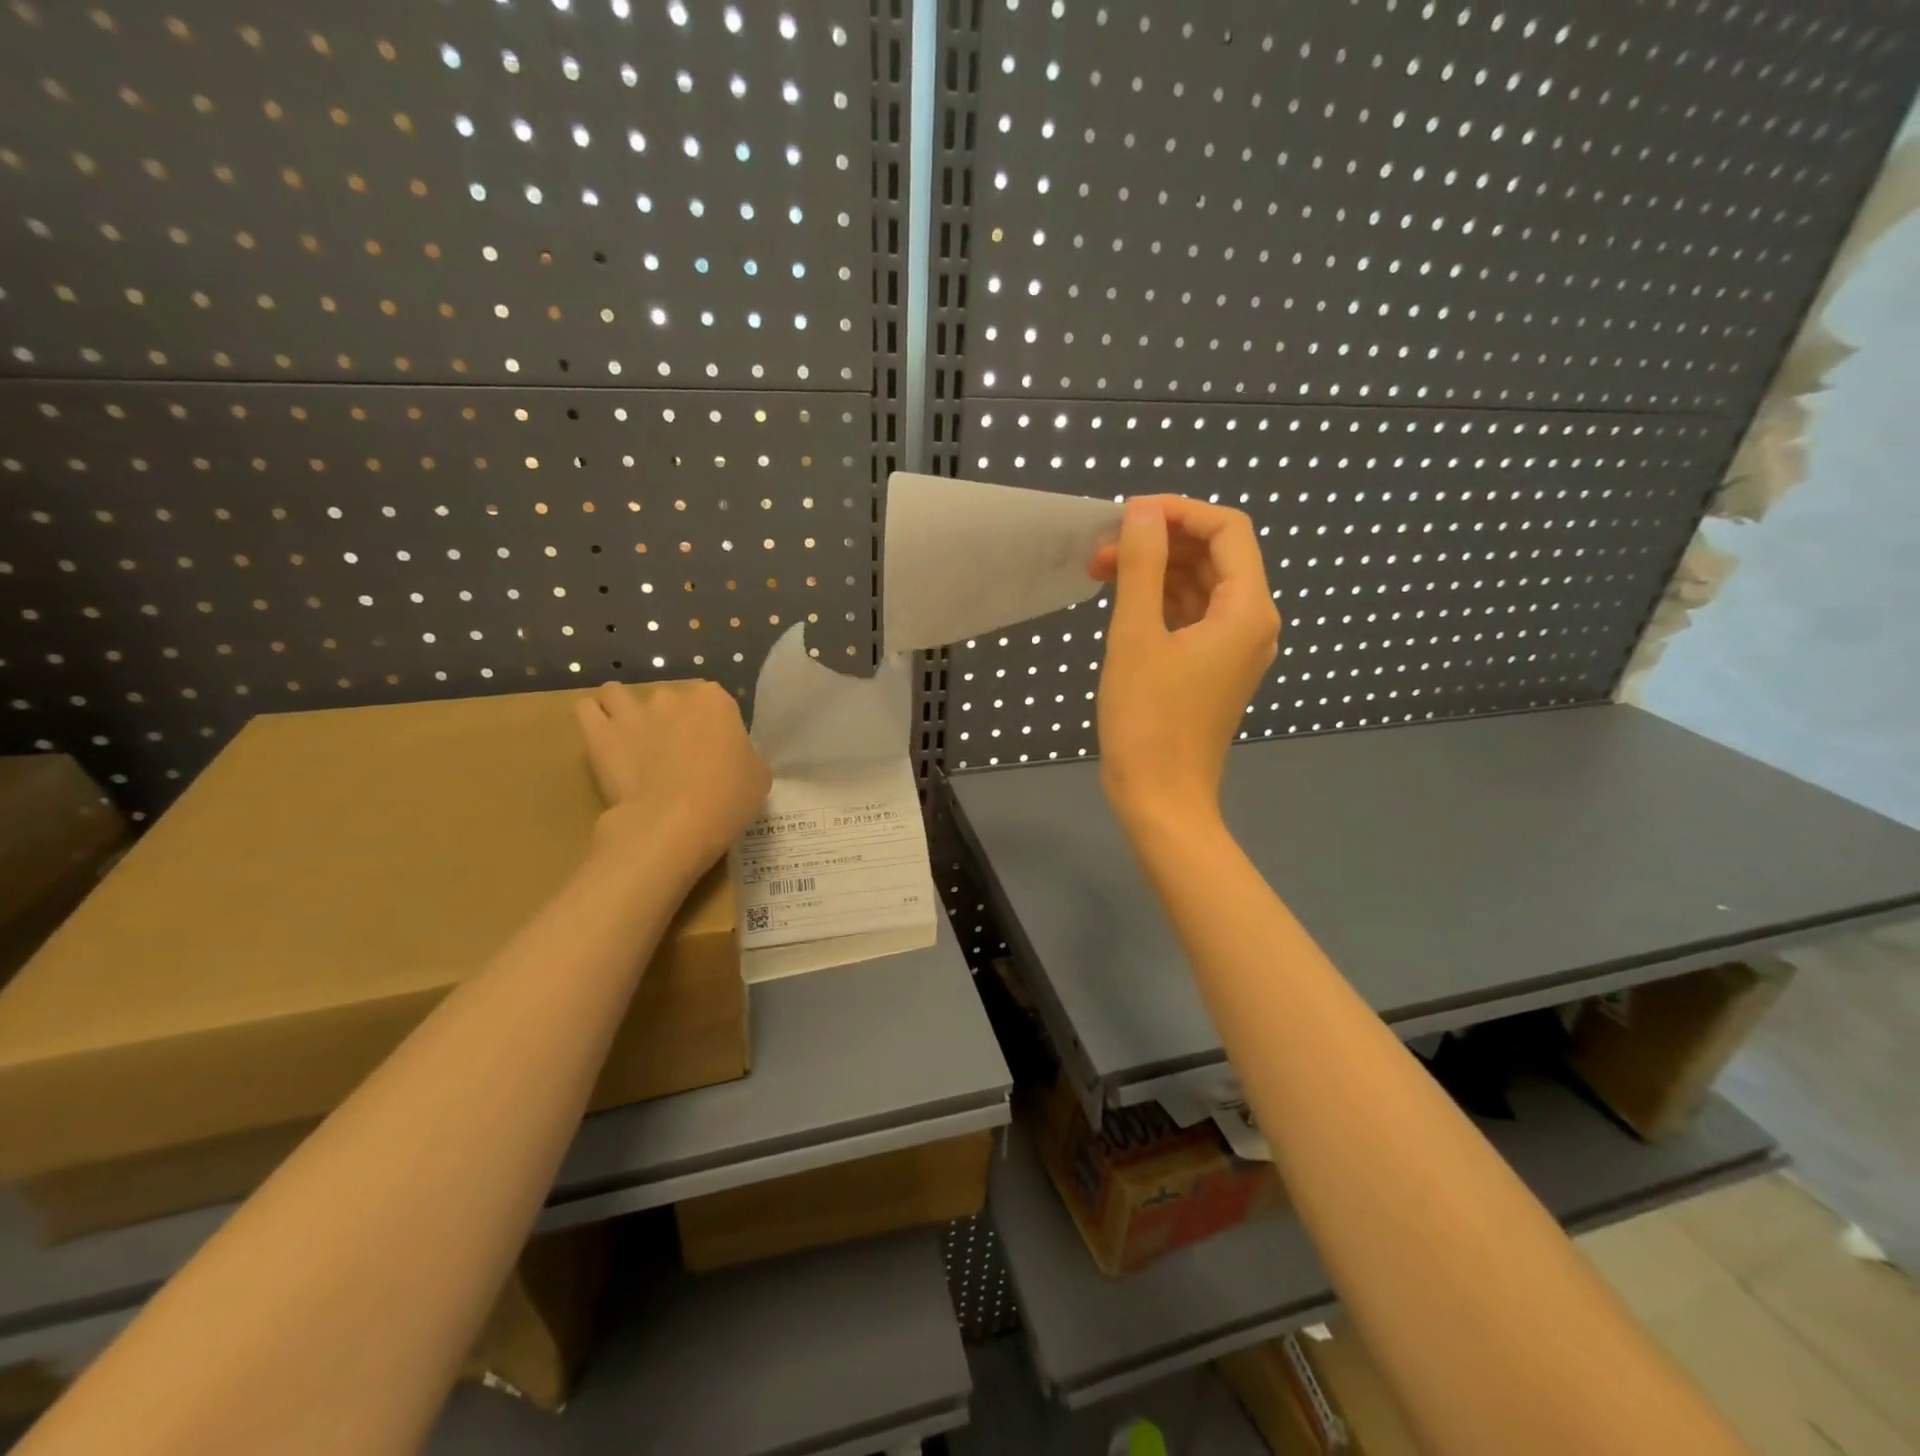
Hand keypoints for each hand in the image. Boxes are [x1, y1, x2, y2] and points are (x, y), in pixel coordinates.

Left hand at [574, 680, 771, 872]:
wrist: (674, 825)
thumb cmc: (727, 800)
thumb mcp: (758, 776)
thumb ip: (743, 755)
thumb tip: (730, 757)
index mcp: (715, 702)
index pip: (714, 700)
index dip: (712, 724)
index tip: (712, 750)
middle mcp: (673, 697)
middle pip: (670, 699)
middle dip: (669, 719)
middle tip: (673, 754)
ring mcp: (633, 712)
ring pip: (618, 694)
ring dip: (623, 709)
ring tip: (629, 737)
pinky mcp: (599, 734)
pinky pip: (587, 710)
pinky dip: (593, 718)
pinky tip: (603, 738)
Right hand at [1090, 496, 1279, 834]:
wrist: (1161, 798)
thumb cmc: (1147, 720)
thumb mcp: (1136, 636)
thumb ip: (1141, 566)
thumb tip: (1142, 511)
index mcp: (1247, 609)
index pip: (1226, 530)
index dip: (1179, 512)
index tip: (1128, 515)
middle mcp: (1252, 622)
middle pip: (1216, 555)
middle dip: (1162, 542)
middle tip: (1103, 548)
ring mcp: (1235, 648)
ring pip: (1201, 586)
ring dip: (1157, 571)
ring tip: (1102, 571)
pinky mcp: (1214, 668)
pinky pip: (1194, 617)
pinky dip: (1161, 601)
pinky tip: (1124, 601)